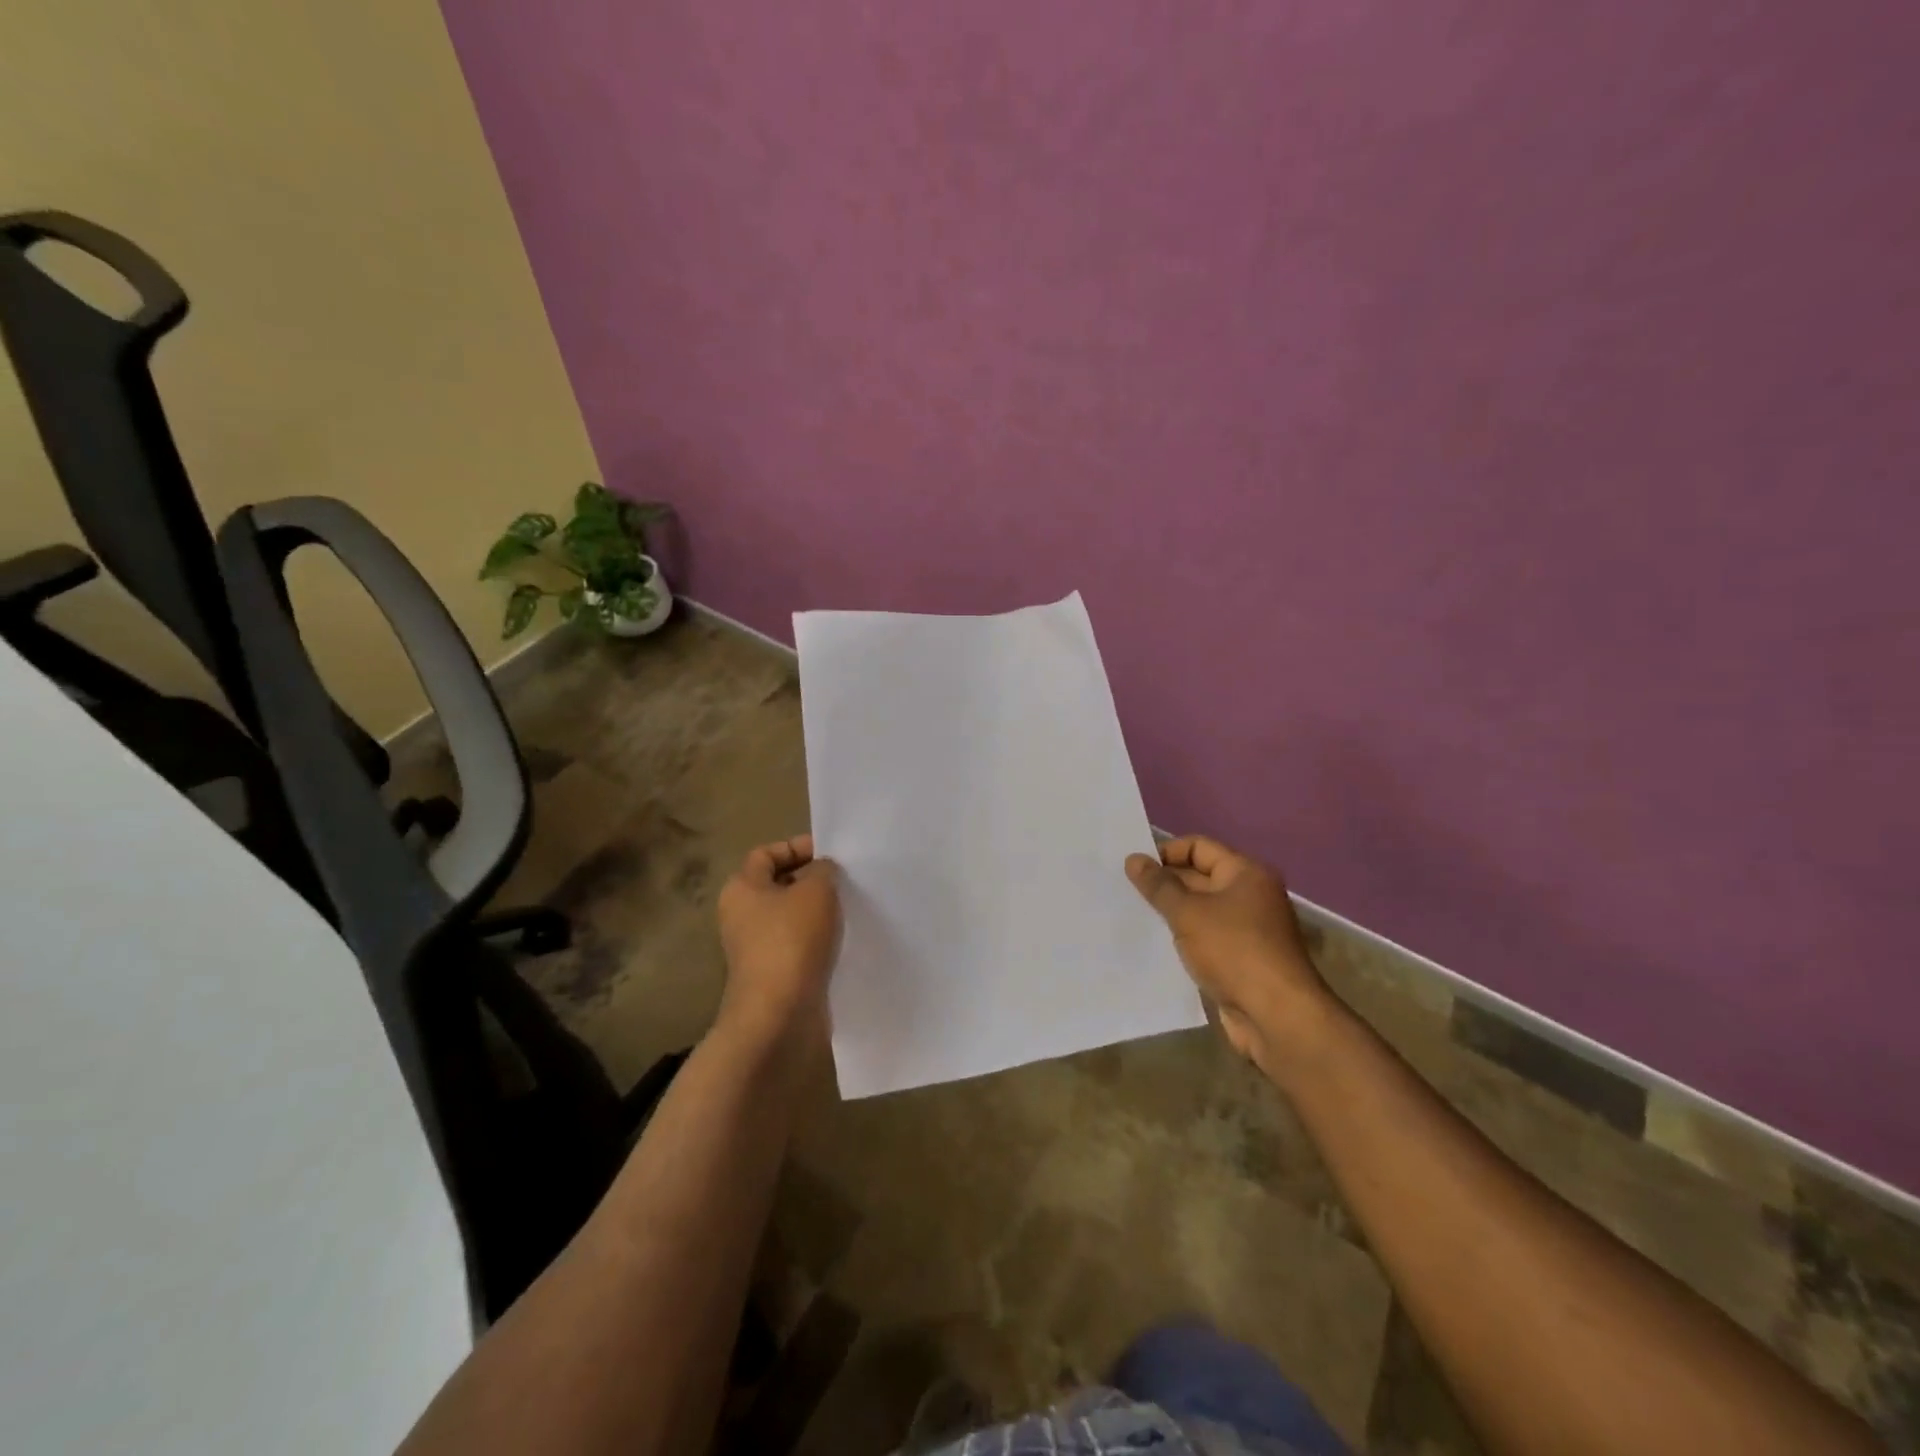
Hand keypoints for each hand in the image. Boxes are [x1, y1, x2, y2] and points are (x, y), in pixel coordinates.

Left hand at [716, 835, 840, 1052]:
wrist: (779, 1015)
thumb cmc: (792, 941)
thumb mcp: (816, 891)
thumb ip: (823, 870)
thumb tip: (821, 871)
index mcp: (742, 888)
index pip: (767, 853)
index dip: (798, 847)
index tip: (833, 855)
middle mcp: (741, 915)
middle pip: (779, 885)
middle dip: (812, 880)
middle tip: (846, 880)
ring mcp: (756, 948)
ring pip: (791, 917)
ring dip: (819, 912)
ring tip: (850, 908)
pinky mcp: (773, 974)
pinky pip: (798, 945)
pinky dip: (818, 940)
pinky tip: (844, 941)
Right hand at [1126, 835, 1329, 1070]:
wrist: (1276, 1016)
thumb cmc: (1233, 951)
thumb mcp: (1188, 913)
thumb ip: (1158, 886)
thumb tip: (1133, 859)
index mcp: (1245, 873)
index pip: (1198, 847)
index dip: (1165, 853)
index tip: (1134, 868)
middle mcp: (1250, 895)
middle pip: (1199, 877)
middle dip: (1164, 884)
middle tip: (1124, 891)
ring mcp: (1247, 929)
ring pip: (1200, 911)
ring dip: (1171, 913)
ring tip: (1132, 915)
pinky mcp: (1240, 959)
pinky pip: (1205, 938)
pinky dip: (1183, 938)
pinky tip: (1154, 945)